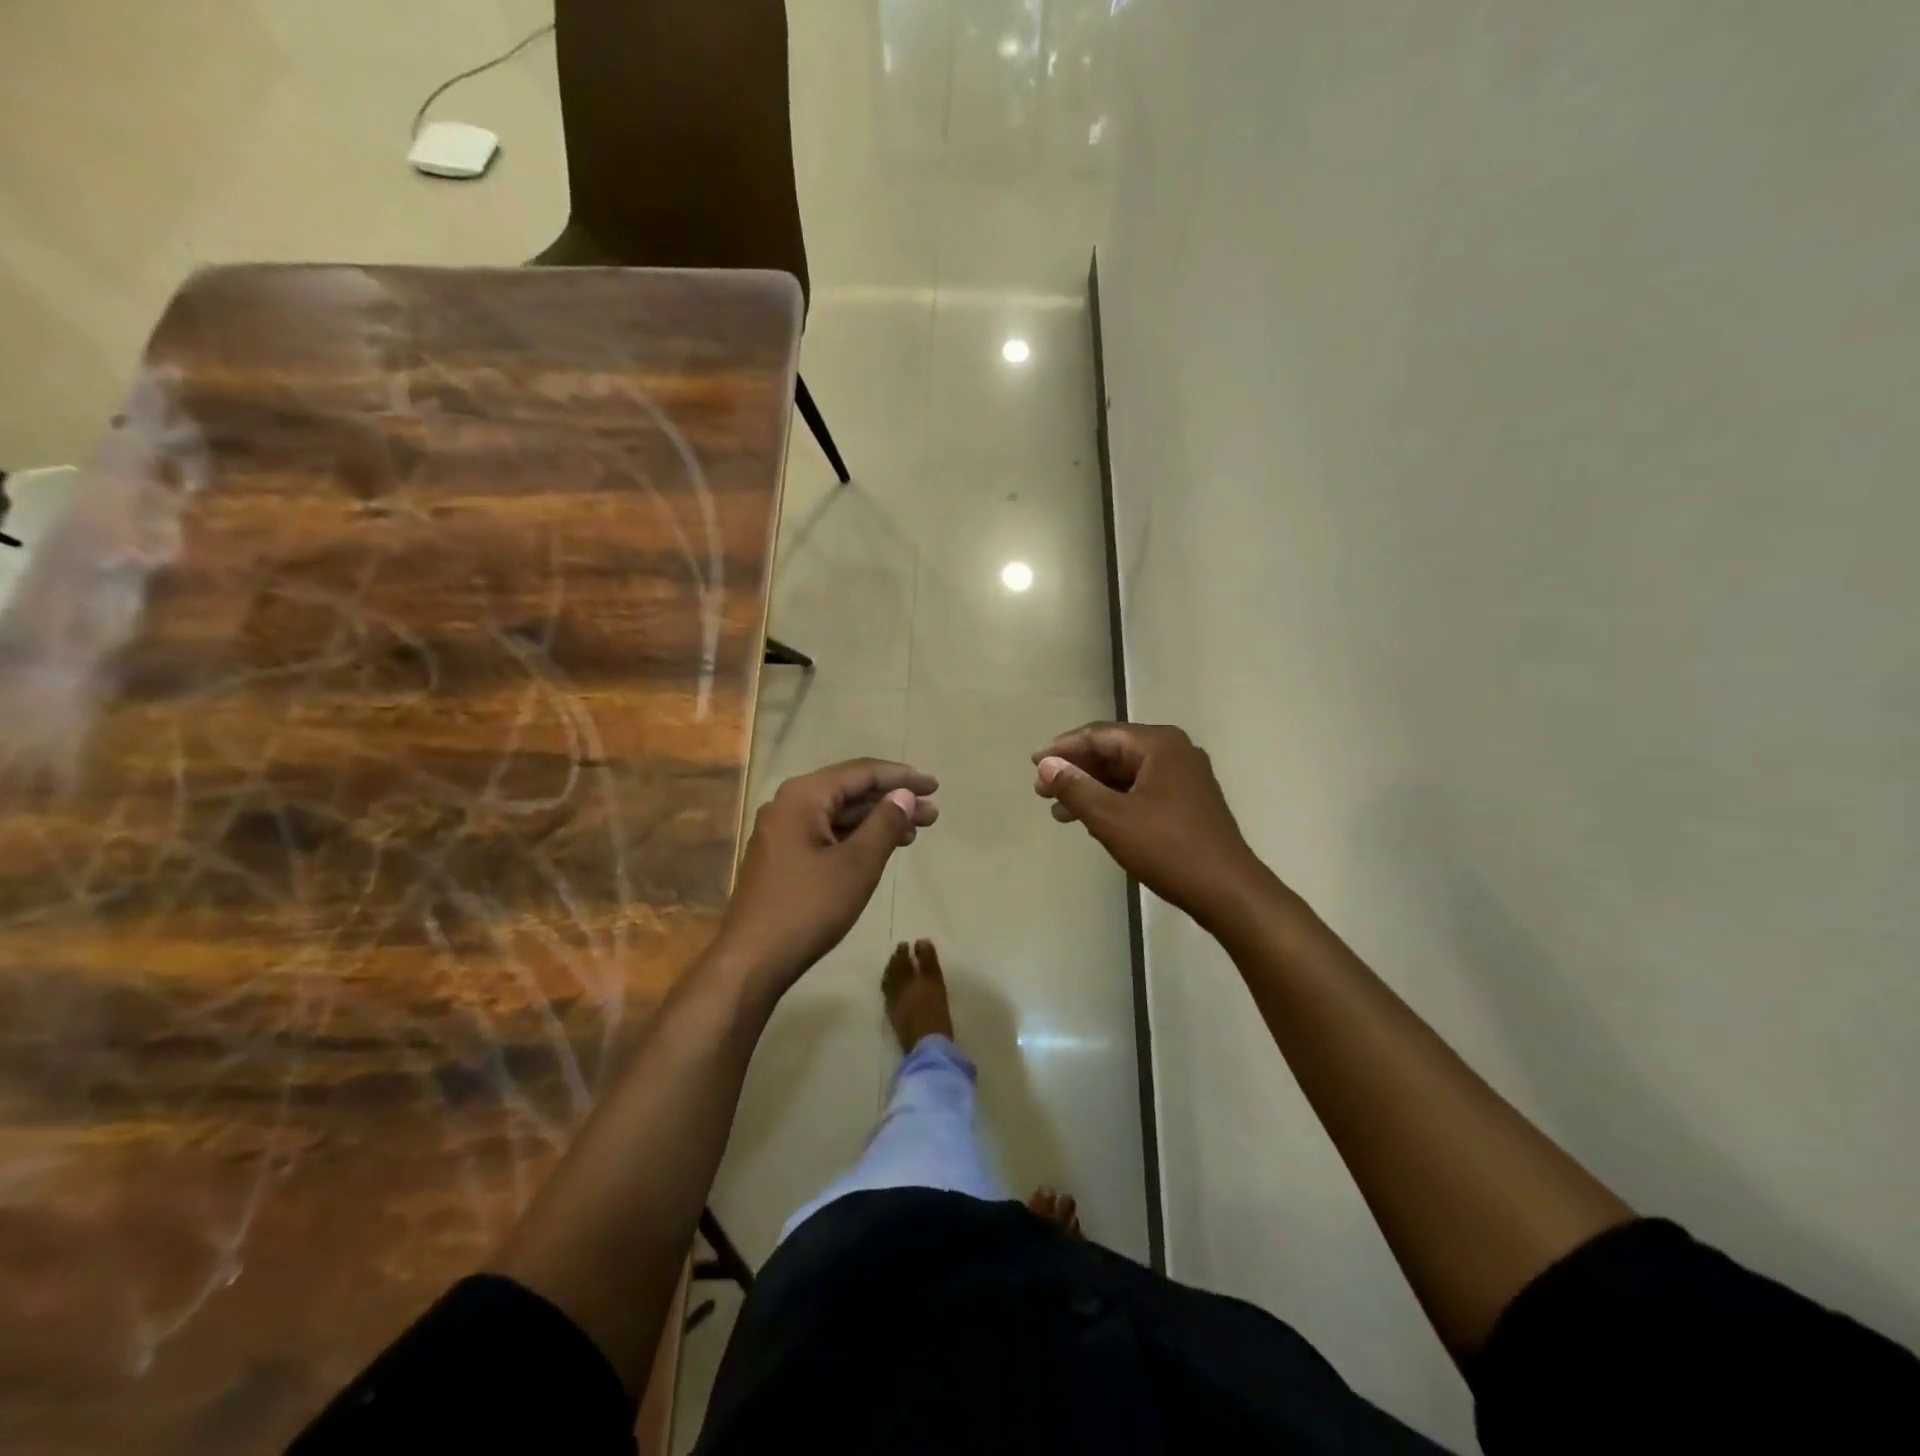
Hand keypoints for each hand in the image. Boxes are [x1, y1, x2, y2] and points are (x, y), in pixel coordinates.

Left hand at [712, 759, 938, 990]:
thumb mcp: (857, 864)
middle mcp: (788, 805)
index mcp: (803, 796)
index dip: (901, 777)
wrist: (752, 960)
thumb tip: (904, 794)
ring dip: (877, 820)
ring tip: (916, 831)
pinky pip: (827, 834)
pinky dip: (857, 838)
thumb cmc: (808, 908)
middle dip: (893, 800)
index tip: (934, 786)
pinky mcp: (783, 857)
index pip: (861, 772)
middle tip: (932, 813)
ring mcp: (782, 832)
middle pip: (850, 791)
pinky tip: (882, 848)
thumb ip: (884, 823)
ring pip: (839, 815)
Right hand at [1033, 722, 1266, 928]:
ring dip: (1092, 789)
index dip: (1063, 748)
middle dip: (1076, 770)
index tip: (1033, 764)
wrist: (1227, 891)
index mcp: (1159, 745)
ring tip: (1060, 812)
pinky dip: (1114, 802)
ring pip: (1126, 775)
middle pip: (1113, 752)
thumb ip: (1075, 787)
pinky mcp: (1187, 803)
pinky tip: (1092, 821)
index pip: (1100, 735)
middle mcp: (1175, 753)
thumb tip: (1046, 765)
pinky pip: (1141, 791)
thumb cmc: (1168, 848)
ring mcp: (1185, 778)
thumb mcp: (1111, 818)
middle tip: (1042, 791)